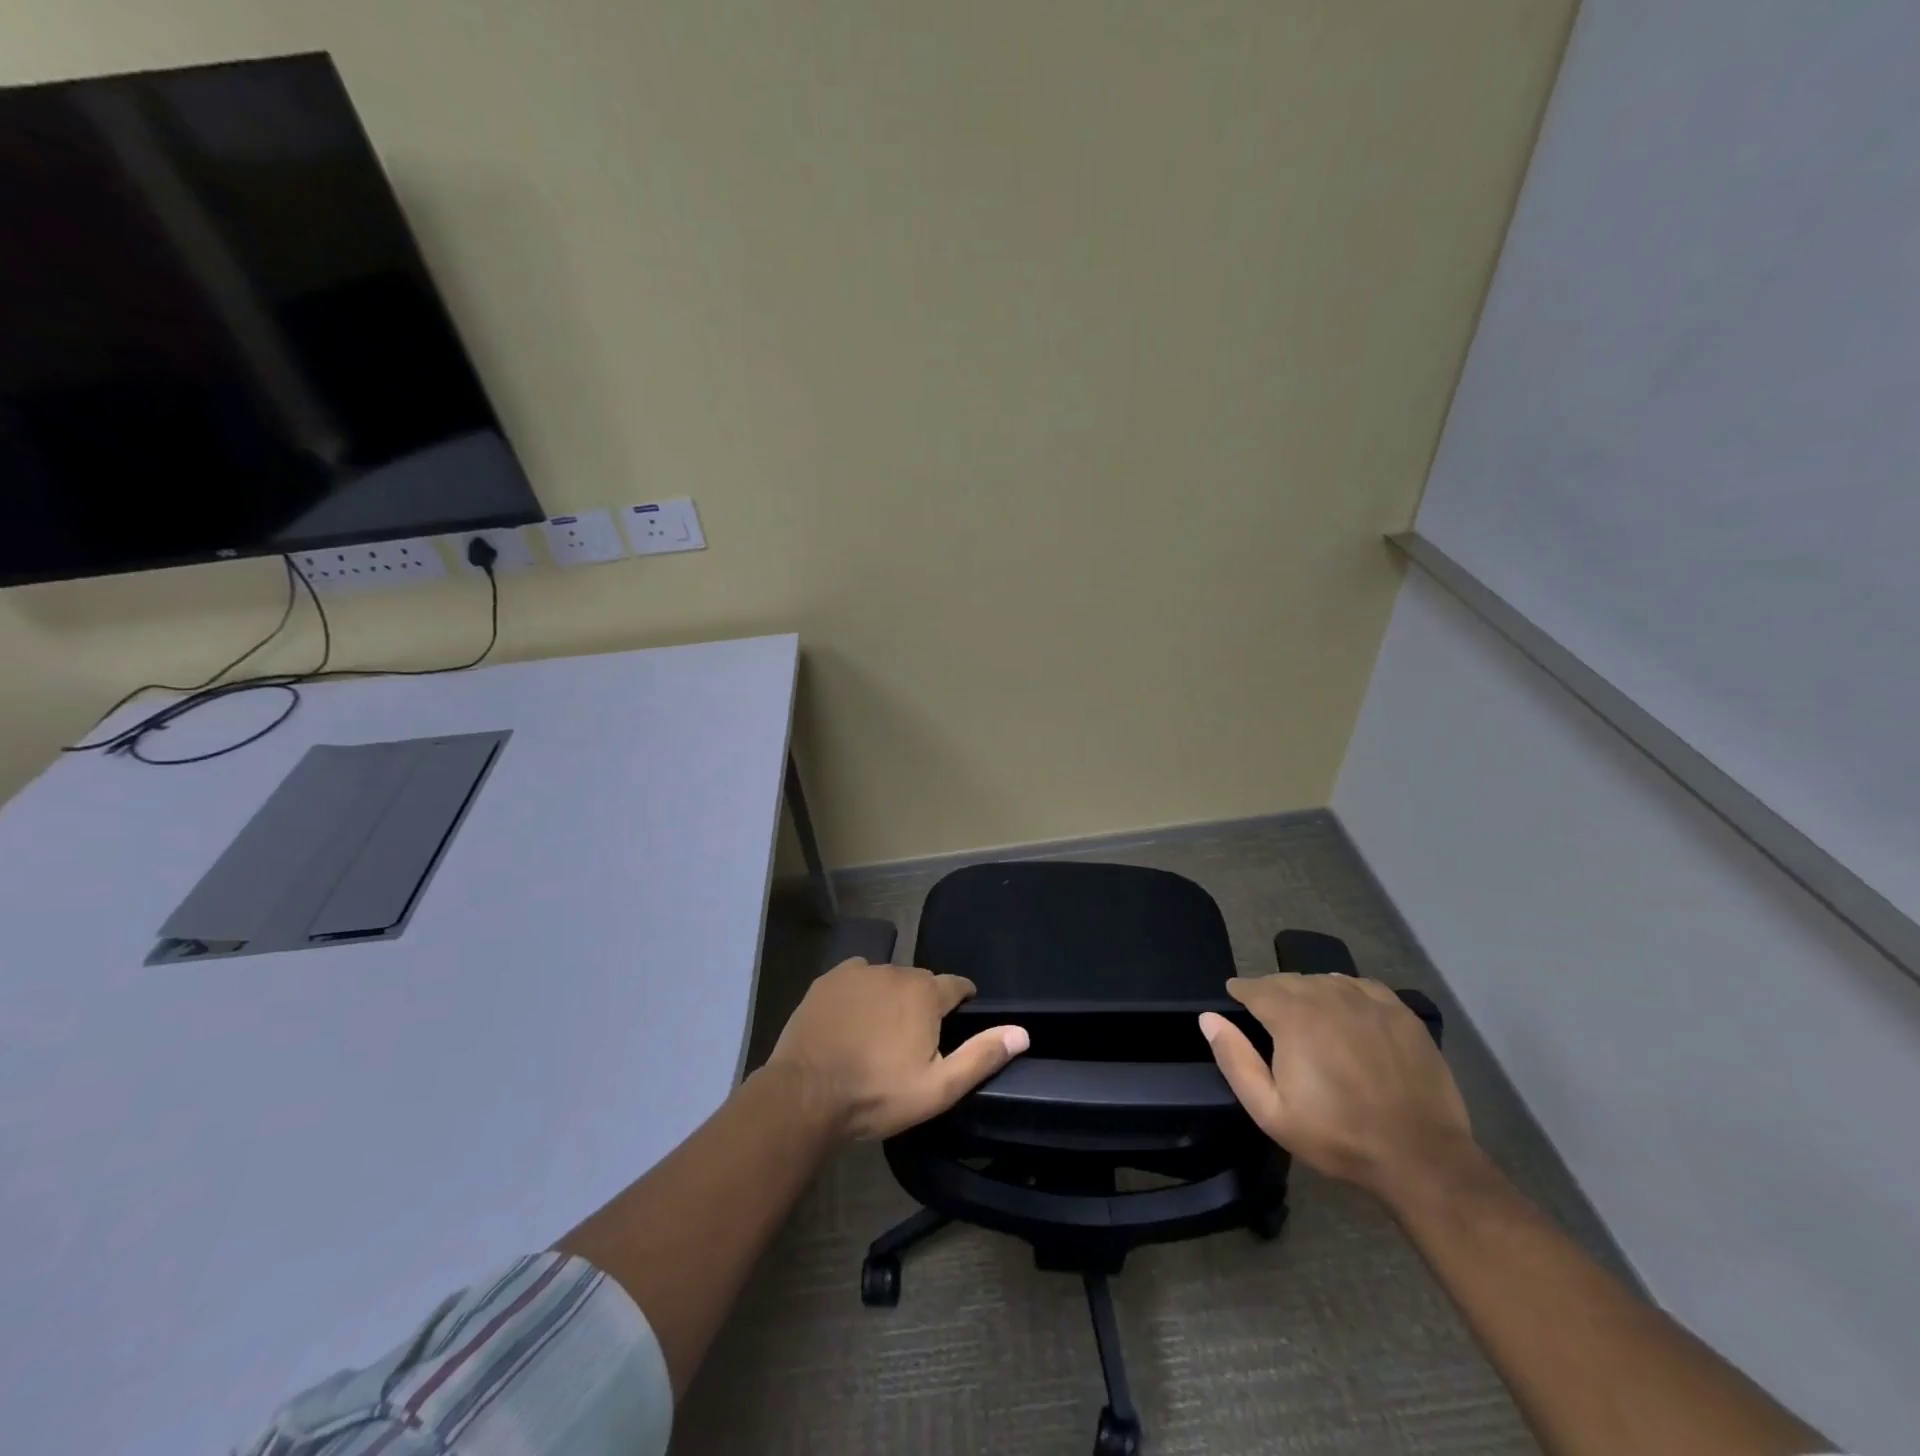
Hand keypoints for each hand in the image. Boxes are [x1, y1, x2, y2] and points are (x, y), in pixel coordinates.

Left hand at [764, 958, 1029, 1140]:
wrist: (806, 1094)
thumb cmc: (877, 1093)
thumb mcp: (938, 1088)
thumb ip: (981, 1056)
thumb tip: (1022, 1033)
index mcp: (926, 993)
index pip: (957, 985)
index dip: (962, 1002)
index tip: (958, 1020)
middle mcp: (895, 971)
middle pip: (920, 983)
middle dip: (923, 1004)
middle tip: (913, 1041)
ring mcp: (857, 972)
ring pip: (886, 980)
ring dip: (890, 998)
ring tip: (879, 1034)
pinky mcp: (827, 980)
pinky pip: (855, 980)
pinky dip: (859, 995)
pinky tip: (851, 1022)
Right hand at [1199, 974, 1472, 1200]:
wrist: (1421, 1158)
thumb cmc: (1338, 1136)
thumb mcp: (1270, 1111)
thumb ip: (1235, 1060)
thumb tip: (1209, 1018)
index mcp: (1293, 1016)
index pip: (1255, 987)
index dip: (1240, 992)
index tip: (1235, 1001)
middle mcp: (1327, 995)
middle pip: (1288, 980)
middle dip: (1272, 993)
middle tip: (1269, 1019)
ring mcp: (1368, 1001)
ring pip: (1323, 980)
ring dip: (1308, 992)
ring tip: (1307, 1018)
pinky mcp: (1400, 1012)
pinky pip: (1360, 986)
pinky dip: (1345, 992)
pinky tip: (1346, 1014)